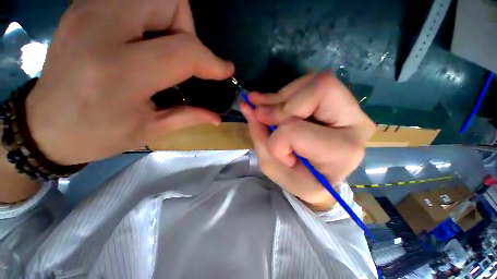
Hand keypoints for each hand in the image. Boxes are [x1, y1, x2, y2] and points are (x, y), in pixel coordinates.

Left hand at [25, 0, 233, 164]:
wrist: (44, 126)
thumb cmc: (97, 135)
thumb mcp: (150, 130)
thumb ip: (189, 116)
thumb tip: (217, 116)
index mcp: (120, 73)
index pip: (184, 51)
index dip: (212, 61)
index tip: (226, 71)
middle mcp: (101, 29)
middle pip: (169, 0)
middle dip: (187, 27)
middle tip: (181, 57)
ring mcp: (88, 11)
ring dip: (170, 18)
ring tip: (162, 48)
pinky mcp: (82, 7)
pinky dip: (150, 12)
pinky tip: (142, 40)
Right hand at [240, 72, 374, 210]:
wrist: (321, 177)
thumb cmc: (301, 180)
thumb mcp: (274, 167)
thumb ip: (260, 136)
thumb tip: (248, 107)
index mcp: (341, 151)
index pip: (295, 131)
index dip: (277, 140)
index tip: (277, 151)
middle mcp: (355, 122)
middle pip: (319, 90)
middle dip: (280, 106)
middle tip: (260, 115)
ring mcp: (349, 106)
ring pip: (312, 81)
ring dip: (281, 97)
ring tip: (264, 108)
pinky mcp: (337, 98)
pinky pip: (308, 82)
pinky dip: (286, 92)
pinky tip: (272, 101)